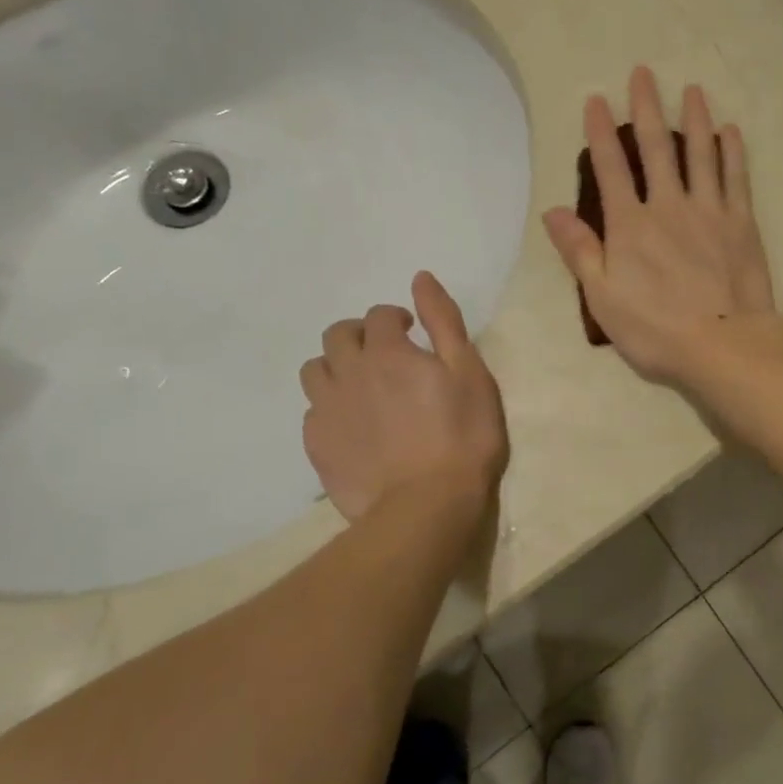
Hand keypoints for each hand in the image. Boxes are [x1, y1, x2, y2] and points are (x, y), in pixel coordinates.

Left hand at [300, 272, 508, 521]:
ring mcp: (328, 410)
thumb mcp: (469, 372)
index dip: (395, 318)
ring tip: (361, 387)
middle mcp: (349, 372)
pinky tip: (352, 425)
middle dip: (359, 335)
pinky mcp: (317, 445)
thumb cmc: (462, 436)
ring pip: (315, 370)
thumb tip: (420, 278)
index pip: (379, 315)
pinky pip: (312, 411)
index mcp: (387, 352)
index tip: (411, 333)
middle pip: (337, 335)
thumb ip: (443, 321)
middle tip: (384, 356)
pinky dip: (330, 407)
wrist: (427, 505)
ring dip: (336, 367)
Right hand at [543, 65, 780, 388]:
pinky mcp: (741, 223)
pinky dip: (732, 153)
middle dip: (647, 108)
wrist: (723, 345)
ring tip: (692, 90)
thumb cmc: (655, 329)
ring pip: (700, 154)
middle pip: (656, 148)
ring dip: (694, 119)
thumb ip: (580, 251)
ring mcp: (709, 211)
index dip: (601, 132)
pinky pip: (736, 179)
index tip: (596, 99)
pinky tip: (730, 131)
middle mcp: (668, 206)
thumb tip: (553, 211)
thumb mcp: (603, 297)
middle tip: (643, 72)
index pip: (611, 168)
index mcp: (630, 225)